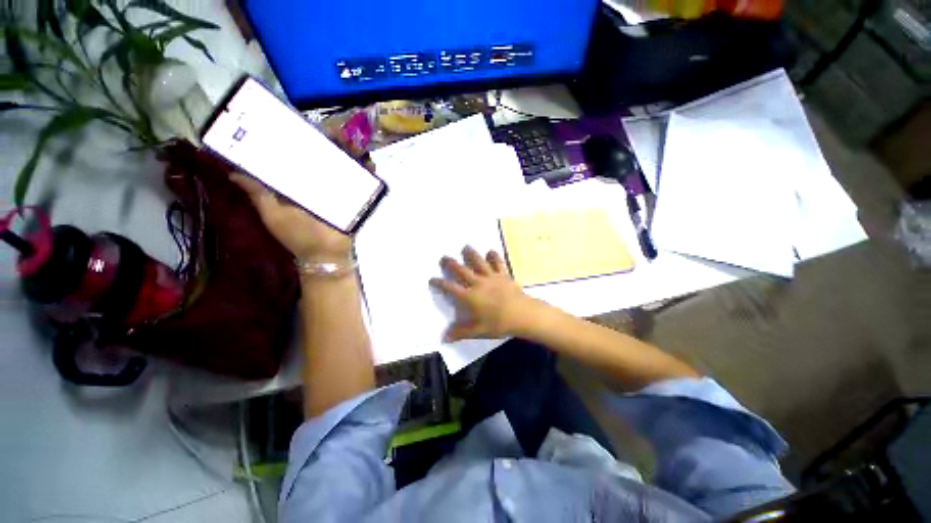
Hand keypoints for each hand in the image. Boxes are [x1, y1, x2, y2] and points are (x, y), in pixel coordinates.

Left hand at [230, 136, 372, 259]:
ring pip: (344, 167)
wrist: (327, 255)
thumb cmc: (298, 236)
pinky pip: (362, 183)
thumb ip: (258, 193)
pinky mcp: (353, 199)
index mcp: (297, 184)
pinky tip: (369, 162)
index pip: (297, 156)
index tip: (301, 125)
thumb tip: (233, 172)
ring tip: (353, 143)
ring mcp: (338, 191)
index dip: (299, 140)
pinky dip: (367, 172)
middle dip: (330, 143)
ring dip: (350, 154)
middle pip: (324, 157)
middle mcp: (317, 183)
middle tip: (334, 131)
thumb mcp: (273, 214)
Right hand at [430, 246, 542, 341]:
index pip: (450, 288)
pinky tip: (490, 251)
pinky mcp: (503, 275)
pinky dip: (494, 256)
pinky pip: (497, 263)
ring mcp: (491, 277)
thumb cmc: (499, 324)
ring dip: (470, 254)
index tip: (432, 279)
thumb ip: (460, 332)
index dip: (439, 283)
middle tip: (444, 257)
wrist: (523, 314)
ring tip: (465, 247)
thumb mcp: (478, 331)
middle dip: (451, 264)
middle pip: (461, 270)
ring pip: (478, 262)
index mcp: (469, 297)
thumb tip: (444, 338)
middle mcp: (478, 283)